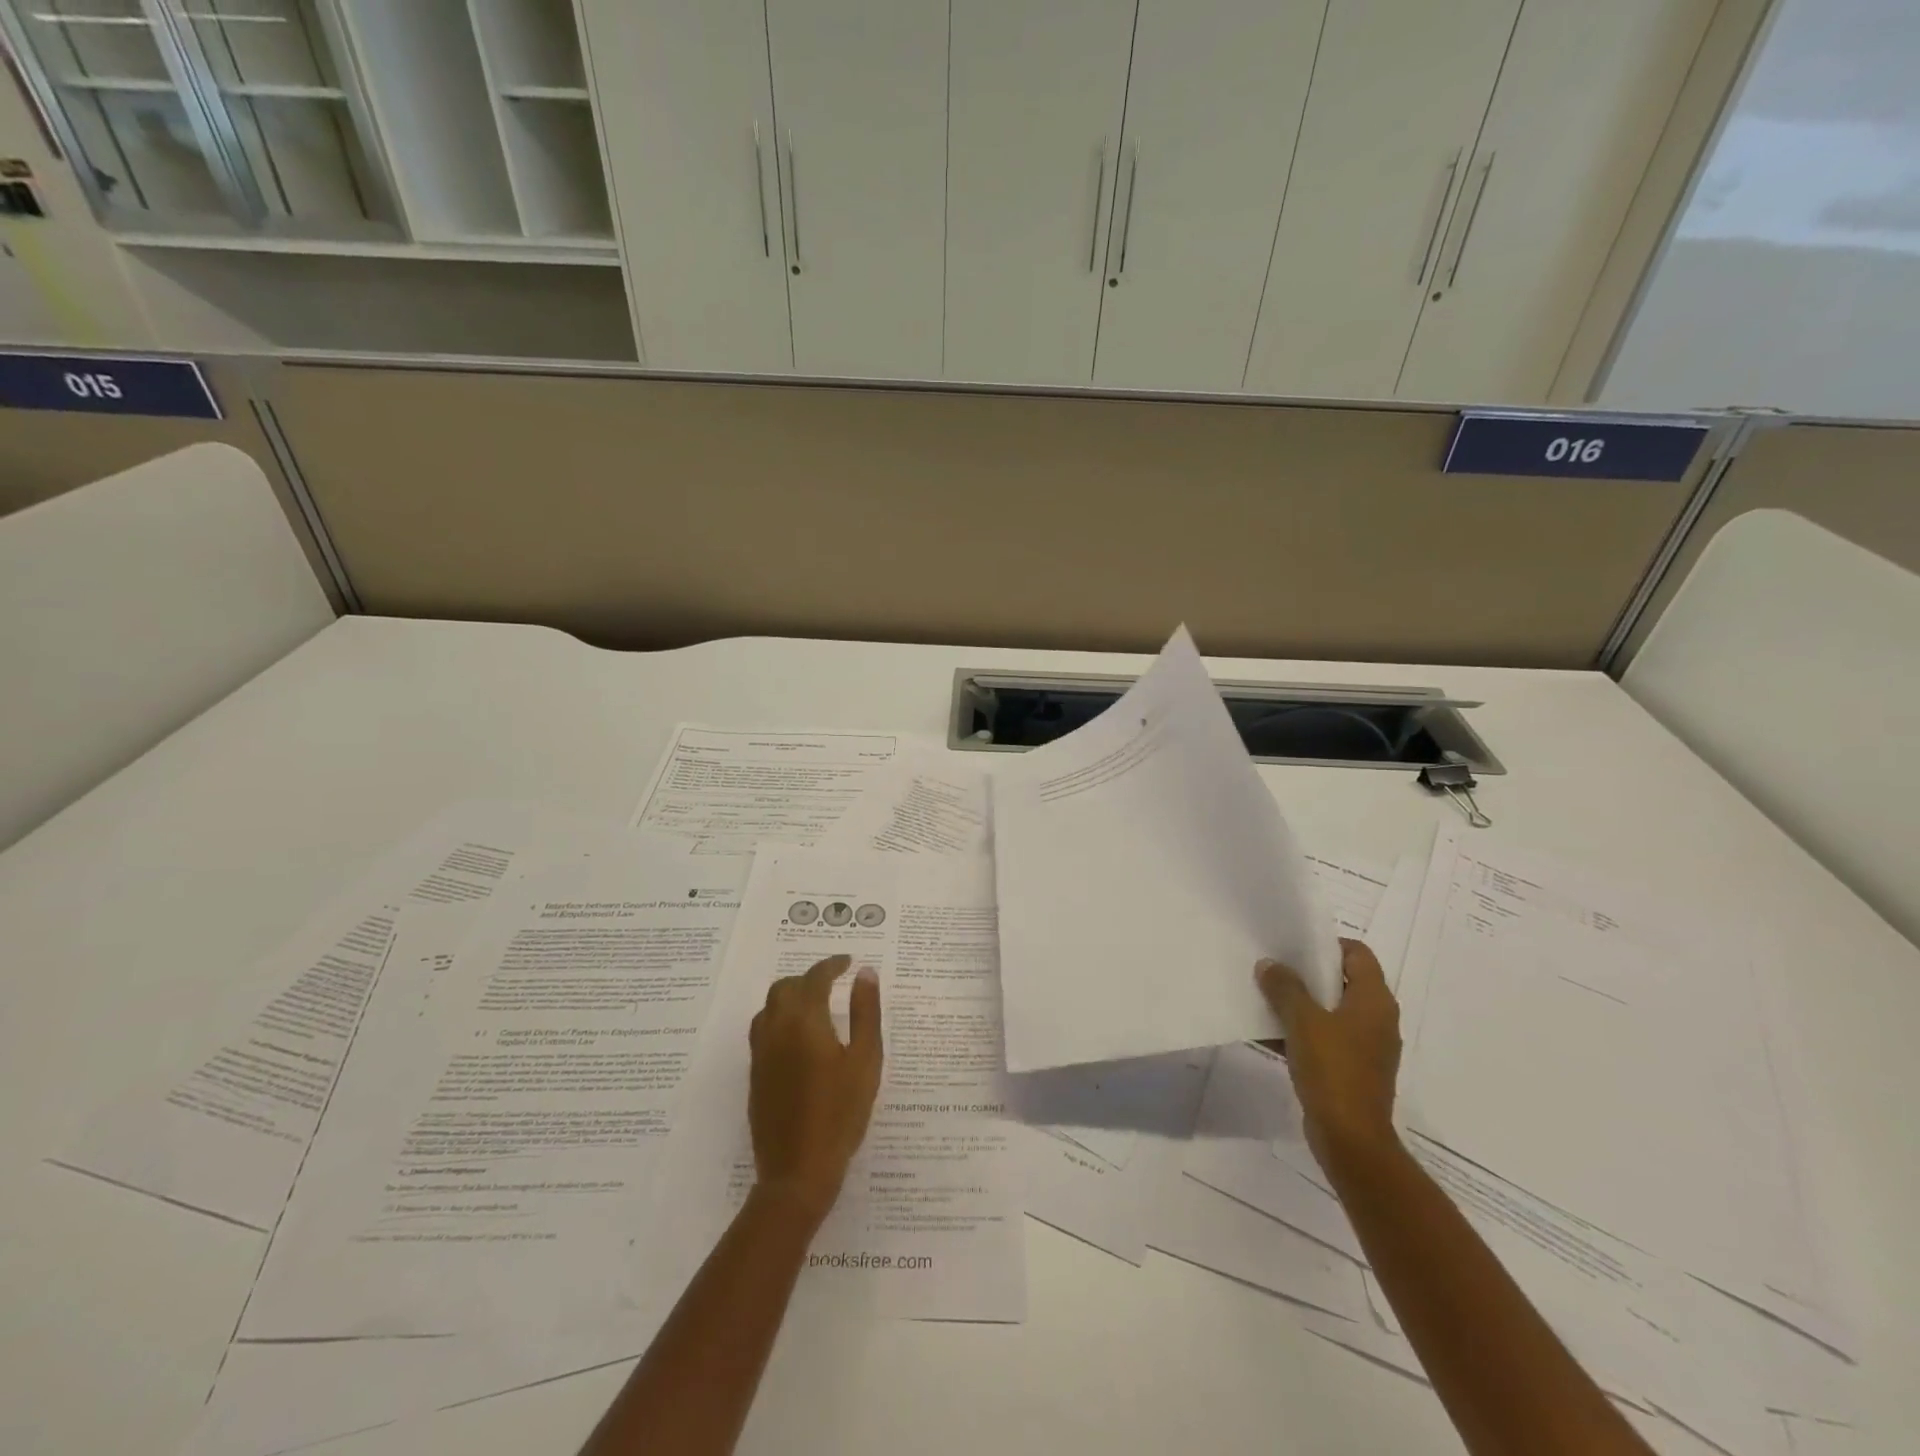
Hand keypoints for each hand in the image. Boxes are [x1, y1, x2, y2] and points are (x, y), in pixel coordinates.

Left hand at [747, 953, 883, 1227]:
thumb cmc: (841, 1113)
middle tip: (833, 981)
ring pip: (769, 1007)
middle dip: (809, 977)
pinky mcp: (755, 1075)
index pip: (815, 978)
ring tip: (815, 1003)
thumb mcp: (865, 1060)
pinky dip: (779, 1017)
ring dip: (790, 996)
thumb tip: (865, 973)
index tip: (848, 961)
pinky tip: (798, 1036)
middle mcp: (776, 1030)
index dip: (832, 965)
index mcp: (804, 1021)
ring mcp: (761, 1053)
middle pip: (785, 987)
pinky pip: (763, 1030)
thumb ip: (865, 1012)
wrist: (798, 1171)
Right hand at [1256, 938, 1400, 1172]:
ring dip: (1302, 1004)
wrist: (1351, 1139)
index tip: (1294, 945)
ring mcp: (1367, 1047)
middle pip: (1343, 981)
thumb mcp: (1302, 1021)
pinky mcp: (1353, 1070)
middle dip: (1308, 974)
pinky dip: (1303, 1032)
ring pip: (1332, 1011)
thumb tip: (1269, 964)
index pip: (1358, 954)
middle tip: (1274, 967)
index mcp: (1374, 1001)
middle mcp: (1377, 1019)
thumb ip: (1285, 987)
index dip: (1327, 944)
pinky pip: (1327, 1038)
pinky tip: (1271, 1034)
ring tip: (1266, 997)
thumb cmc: (1333, 1070)